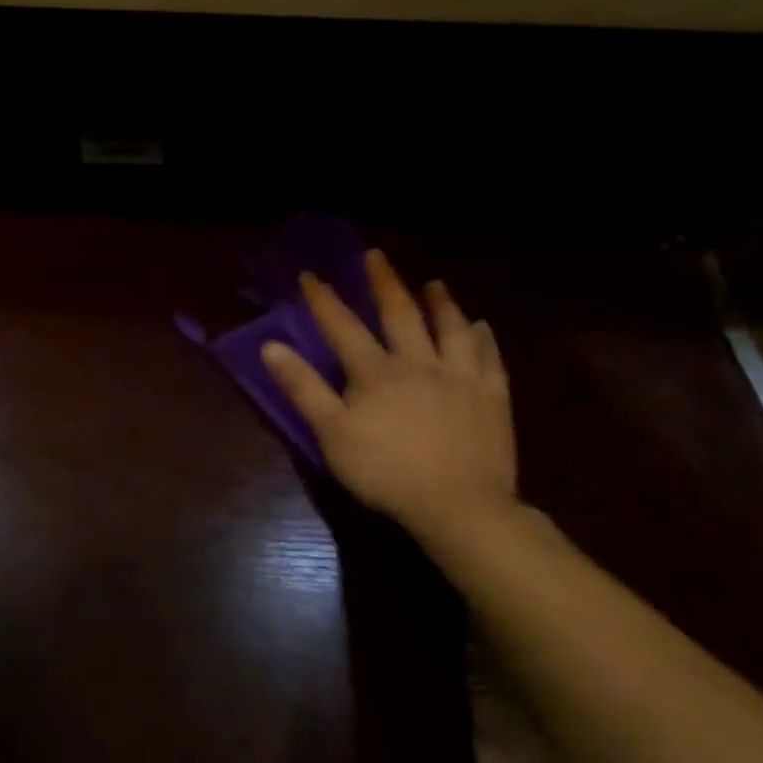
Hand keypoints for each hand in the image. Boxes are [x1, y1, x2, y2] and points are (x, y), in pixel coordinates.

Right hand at [260, 249, 517, 534]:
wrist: (459, 506)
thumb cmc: (384, 470)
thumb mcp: (330, 431)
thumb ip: (302, 386)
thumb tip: (270, 346)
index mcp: (375, 371)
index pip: (342, 325)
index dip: (324, 299)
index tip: (310, 275)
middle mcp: (418, 363)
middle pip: (400, 314)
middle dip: (385, 283)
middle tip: (377, 256)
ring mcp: (460, 378)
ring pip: (451, 329)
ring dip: (440, 303)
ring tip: (434, 284)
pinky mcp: (492, 398)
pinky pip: (489, 358)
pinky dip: (482, 338)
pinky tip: (481, 326)